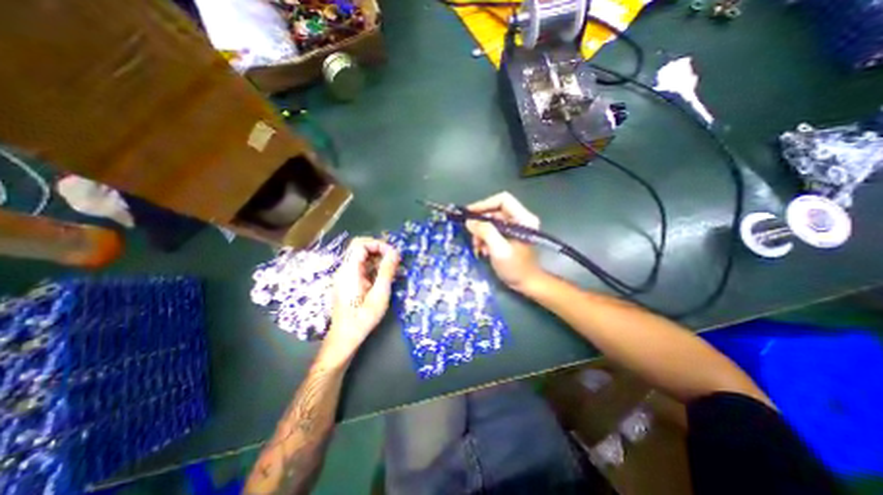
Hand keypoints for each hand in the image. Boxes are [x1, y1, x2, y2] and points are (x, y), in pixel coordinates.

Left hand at [323, 238, 400, 364]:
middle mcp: (344, 270)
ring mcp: (344, 276)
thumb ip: (387, 271)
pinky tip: (383, 277)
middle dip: (379, 249)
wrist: (345, 337)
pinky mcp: (347, 282)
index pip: (360, 244)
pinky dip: (373, 266)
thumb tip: (395, 252)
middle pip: (359, 248)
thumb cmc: (363, 318)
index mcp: (349, 271)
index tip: (392, 254)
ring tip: (391, 268)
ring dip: (377, 257)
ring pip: (360, 256)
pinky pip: (360, 266)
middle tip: (394, 259)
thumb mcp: (379, 295)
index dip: (378, 244)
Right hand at [465, 192, 542, 292]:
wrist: (526, 284)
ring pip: (491, 221)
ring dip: (481, 231)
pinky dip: (484, 237)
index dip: (484, 204)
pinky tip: (482, 249)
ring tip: (477, 245)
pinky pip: (492, 229)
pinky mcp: (509, 235)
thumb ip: (486, 233)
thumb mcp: (500, 250)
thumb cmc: (516, 268)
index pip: (502, 200)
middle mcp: (519, 219)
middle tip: (471, 233)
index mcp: (523, 218)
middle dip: (481, 222)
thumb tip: (470, 221)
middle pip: (495, 210)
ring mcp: (514, 227)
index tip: (469, 214)